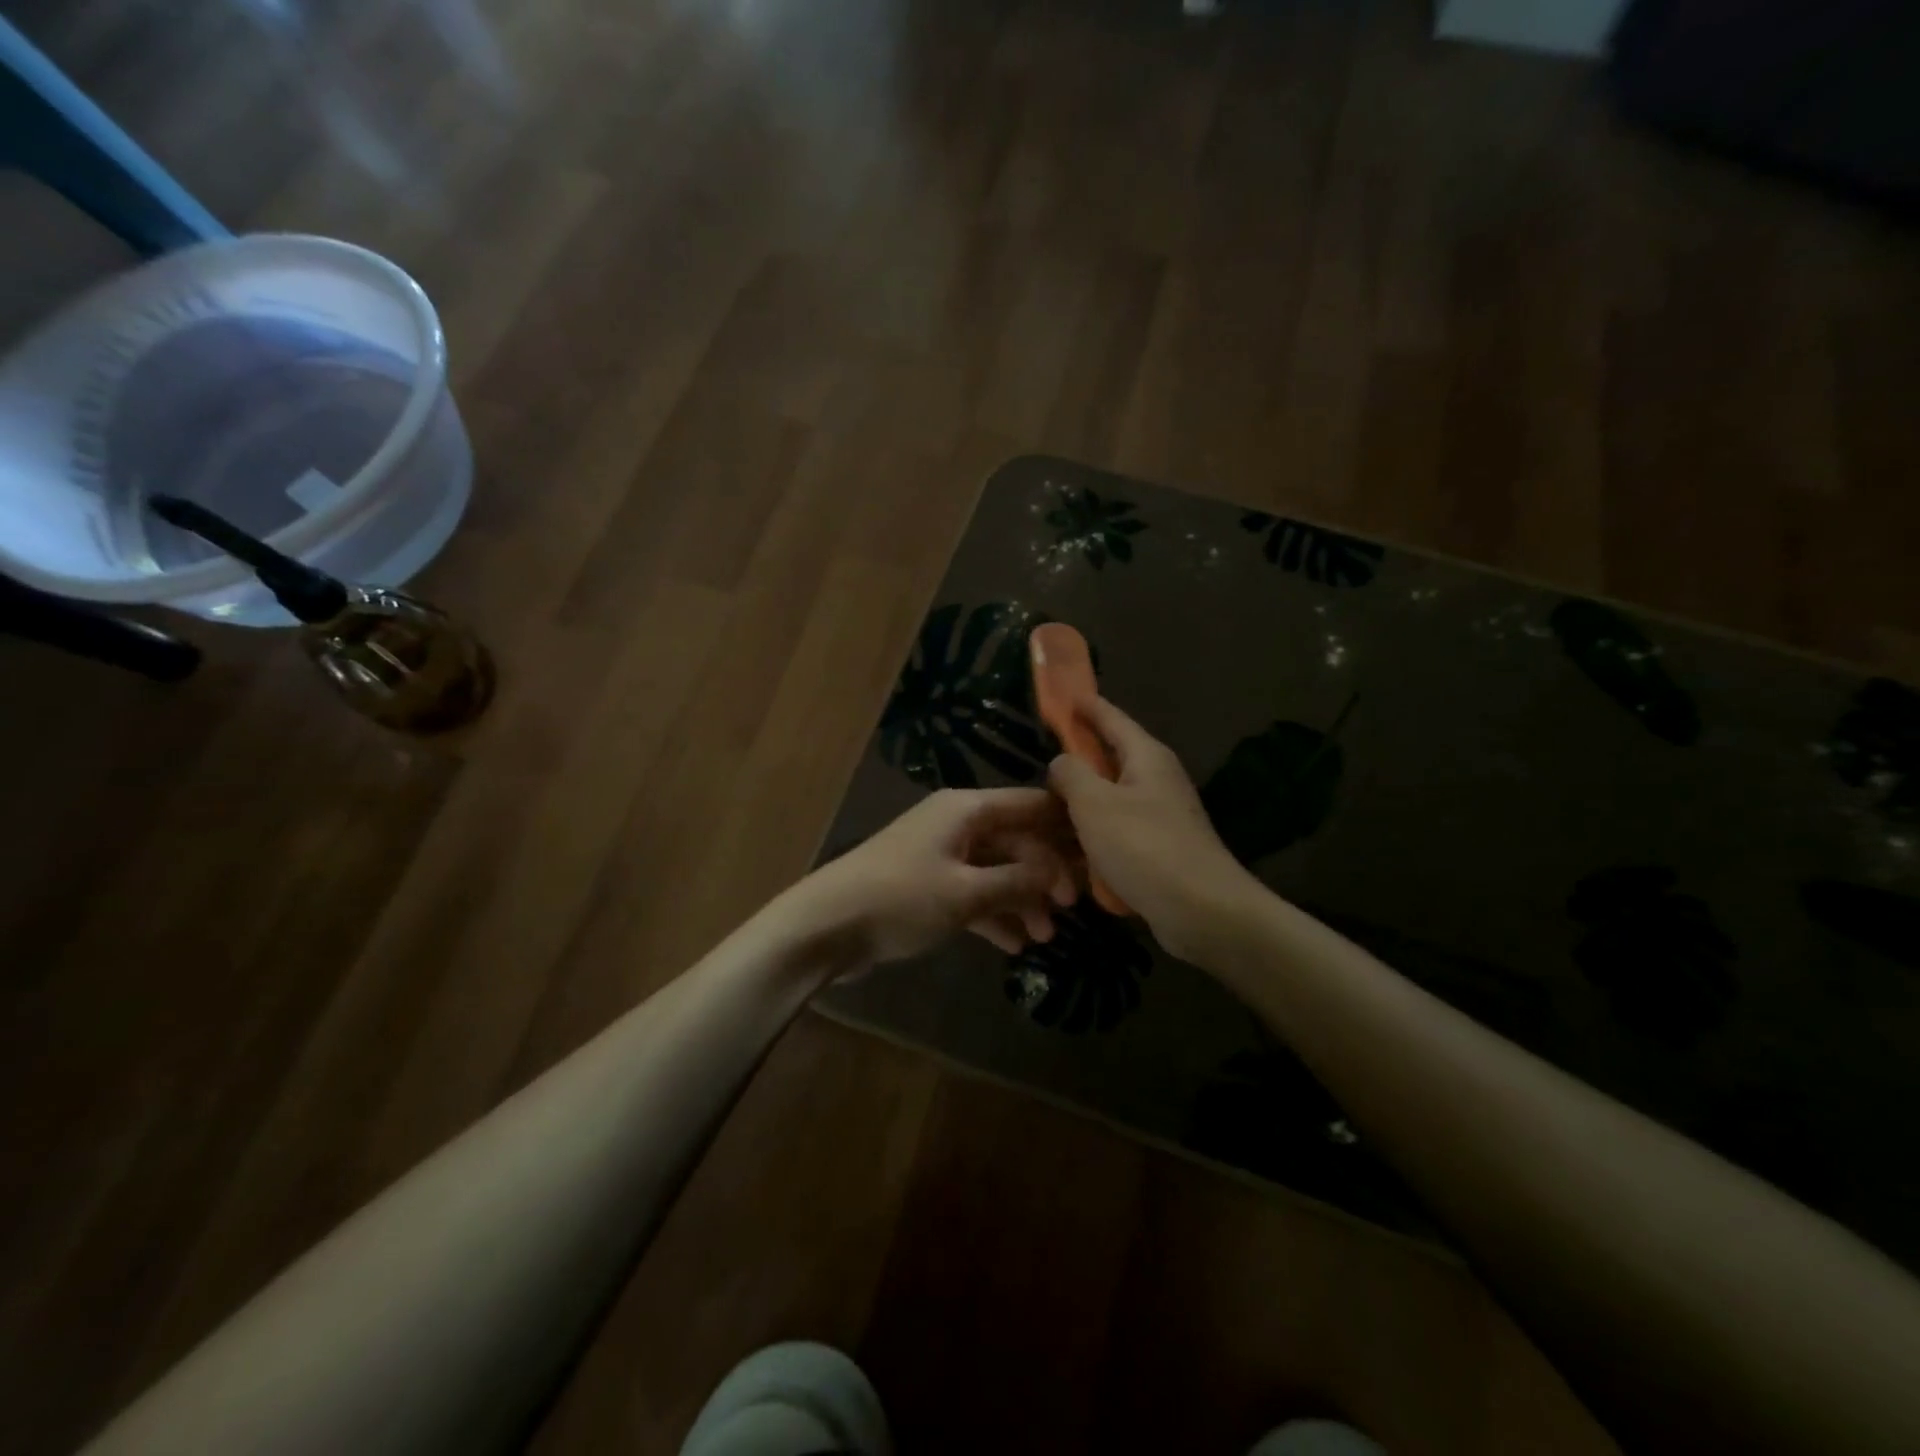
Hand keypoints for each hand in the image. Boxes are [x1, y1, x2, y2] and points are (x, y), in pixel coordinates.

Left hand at [796, 788, 1078, 964]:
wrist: (826, 926)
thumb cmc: (900, 899)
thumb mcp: (966, 893)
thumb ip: (1017, 883)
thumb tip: (1059, 875)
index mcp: (965, 809)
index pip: (1029, 805)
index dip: (1065, 826)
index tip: (1099, 852)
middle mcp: (955, 824)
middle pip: (1015, 840)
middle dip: (1044, 873)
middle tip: (1073, 908)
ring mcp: (940, 855)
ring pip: (995, 870)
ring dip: (1021, 900)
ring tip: (1046, 936)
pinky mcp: (927, 886)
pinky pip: (973, 893)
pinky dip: (994, 915)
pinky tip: (1015, 945)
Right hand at [1047, 695, 1259, 961]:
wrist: (1202, 910)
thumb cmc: (1144, 847)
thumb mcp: (1094, 804)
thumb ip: (1071, 774)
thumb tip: (1062, 762)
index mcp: (1145, 756)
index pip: (1110, 717)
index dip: (1085, 705)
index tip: (1063, 694)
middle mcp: (1156, 779)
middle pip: (1110, 757)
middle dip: (1079, 754)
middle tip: (1043, 754)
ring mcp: (1160, 814)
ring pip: (1111, 797)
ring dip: (1083, 800)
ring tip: (1047, 805)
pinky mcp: (1159, 847)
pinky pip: (1118, 830)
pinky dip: (1095, 833)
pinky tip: (1071, 848)